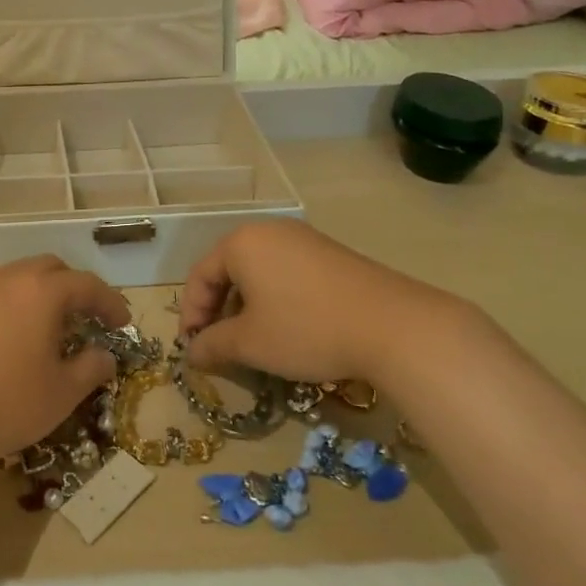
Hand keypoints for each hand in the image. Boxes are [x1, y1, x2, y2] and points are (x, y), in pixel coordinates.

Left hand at [0, 255, 129, 470]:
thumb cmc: (2, 402)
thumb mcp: (59, 394)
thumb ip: (90, 369)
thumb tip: (105, 355)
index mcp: (41, 291)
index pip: (87, 284)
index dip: (110, 302)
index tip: (122, 323)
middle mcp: (7, 280)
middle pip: (49, 270)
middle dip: (73, 289)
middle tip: (85, 319)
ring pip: (16, 280)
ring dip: (39, 297)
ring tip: (47, 330)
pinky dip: (11, 309)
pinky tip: (8, 342)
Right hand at [178, 221, 472, 384]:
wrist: (394, 326)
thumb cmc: (306, 329)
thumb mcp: (250, 343)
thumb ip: (212, 345)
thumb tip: (192, 354)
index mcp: (241, 243)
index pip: (200, 276)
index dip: (191, 314)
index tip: (193, 348)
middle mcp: (269, 231)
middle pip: (228, 270)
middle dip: (218, 309)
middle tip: (219, 345)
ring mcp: (304, 239)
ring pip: (259, 272)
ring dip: (247, 306)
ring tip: (253, 340)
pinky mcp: (332, 254)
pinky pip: (288, 273)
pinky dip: (276, 299)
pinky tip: (289, 328)